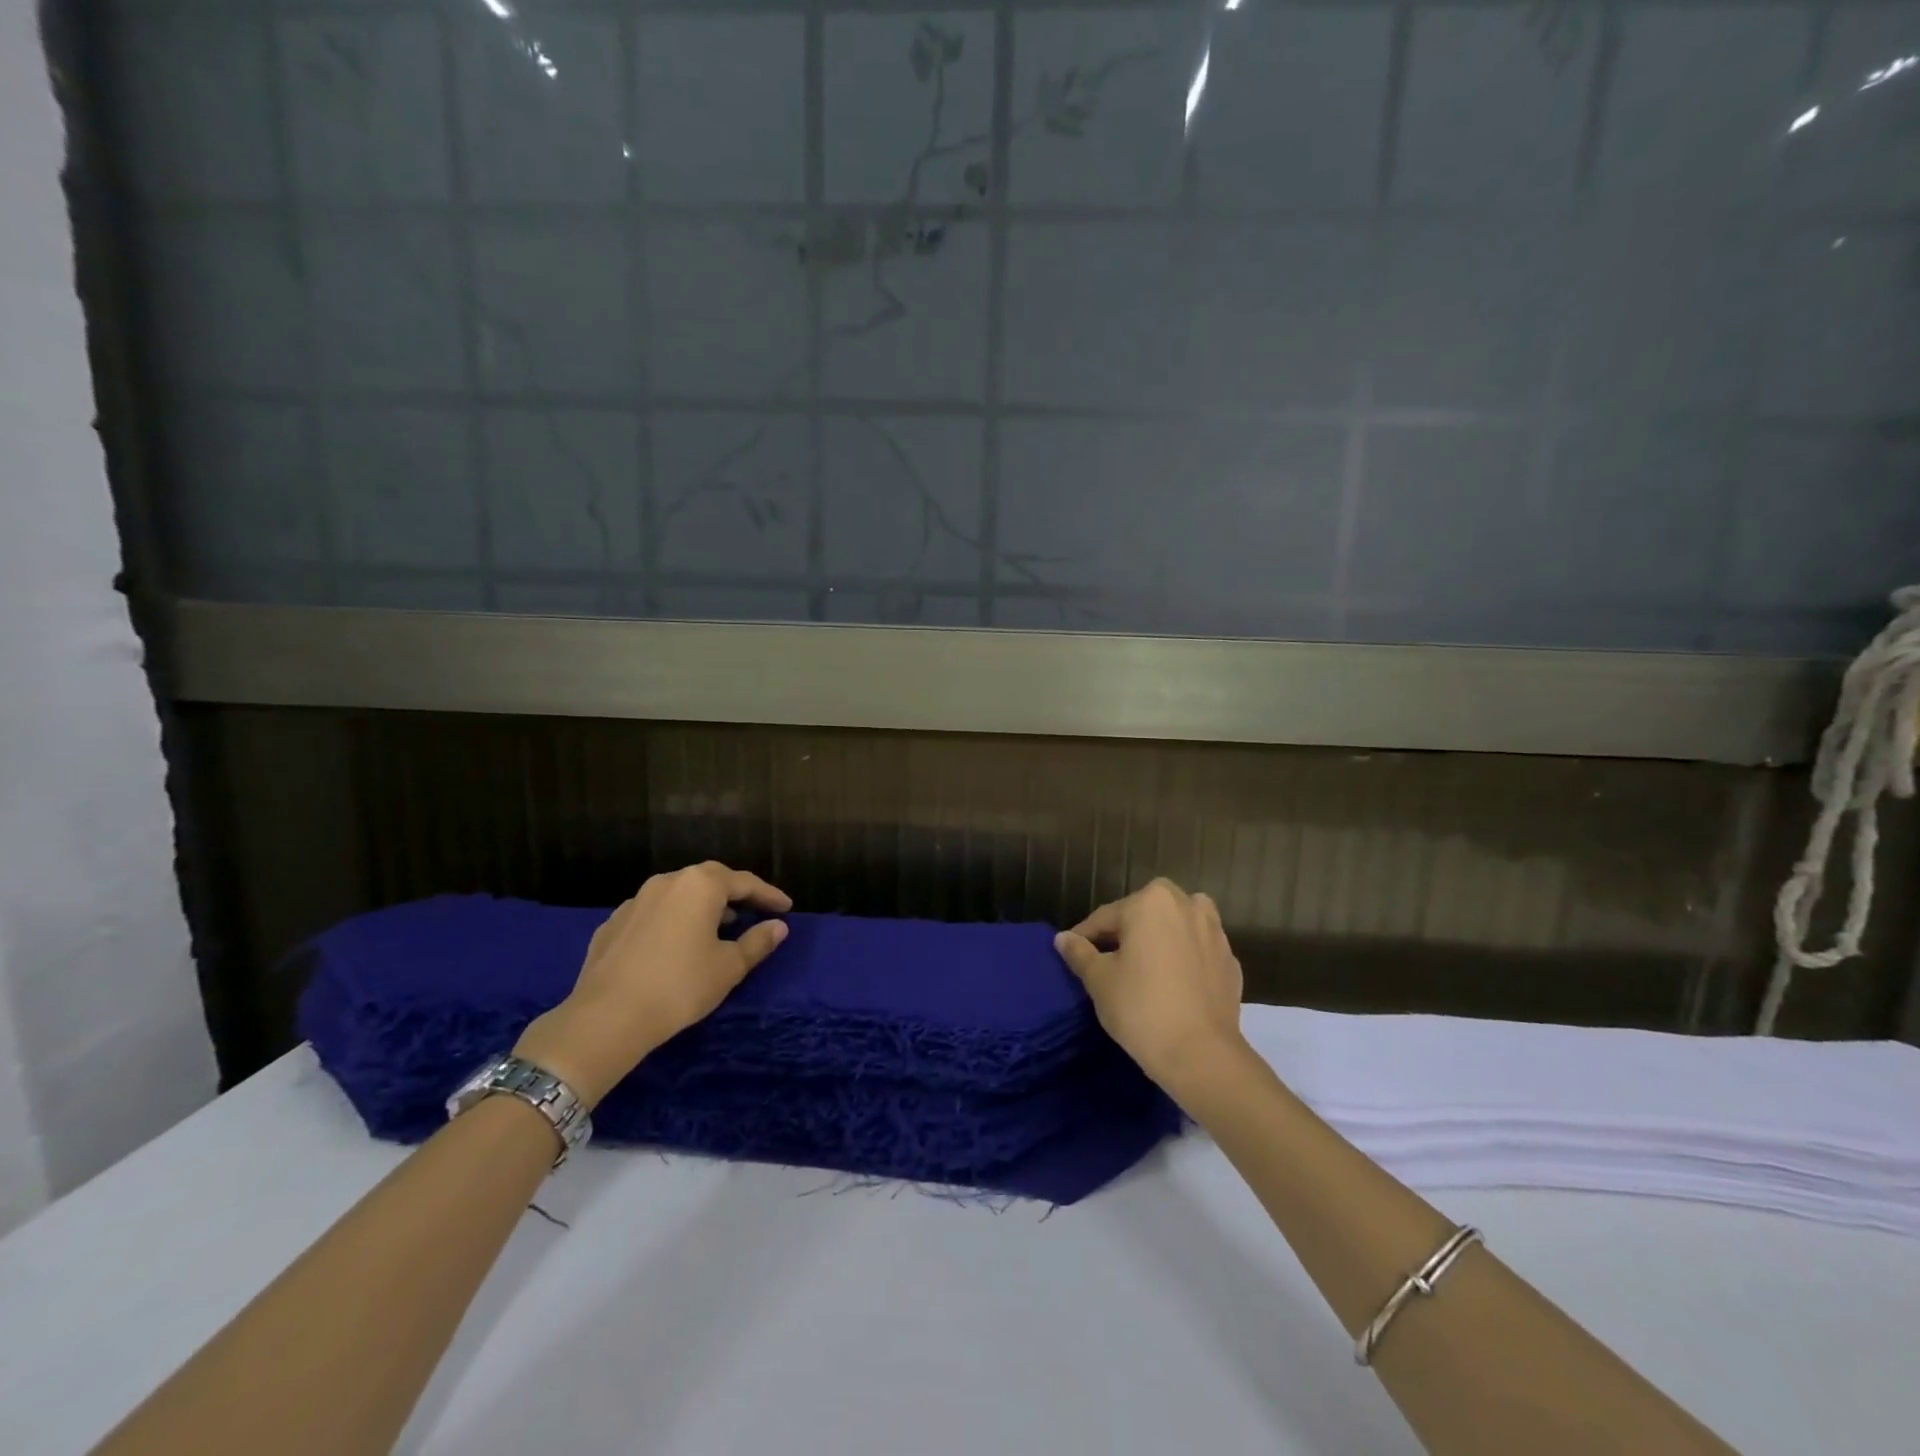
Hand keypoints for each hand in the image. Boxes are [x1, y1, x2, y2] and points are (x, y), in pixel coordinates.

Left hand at [513, 862, 791, 1105]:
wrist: (606, 1017)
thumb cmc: (680, 986)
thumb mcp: (729, 967)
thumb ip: (757, 942)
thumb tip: (778, 926)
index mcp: (700, 885)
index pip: (745, 882)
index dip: (769, 895)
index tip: (786, 908)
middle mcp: (667, 882)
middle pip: (709, 880)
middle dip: (734, 894)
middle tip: (754, 911)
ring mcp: (635, 901)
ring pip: (678, 895)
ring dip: (701, 907)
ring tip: (718, 928)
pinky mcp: (612, 924)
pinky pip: (653, 914)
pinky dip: (672, 922)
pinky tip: (675, 945)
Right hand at [1054, 878, 1244, 1094]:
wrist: (1201, 1055)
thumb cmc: (1141, 1007)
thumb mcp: (1099, 980)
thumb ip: (1079, 953)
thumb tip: (1063, 938)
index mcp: (1151, 902)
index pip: (1106, 917)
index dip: (1085, 937)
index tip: (1073, 955)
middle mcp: (1187, 905)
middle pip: (1145, 915)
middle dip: (1126, 933)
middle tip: (1108, 962)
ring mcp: (1215, 933)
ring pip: (1176, 927)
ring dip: (1160, 940)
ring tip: (1144, 968)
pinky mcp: (1231, 962)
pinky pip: (1198, 952)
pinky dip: (1184, 960)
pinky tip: (1173, 985)